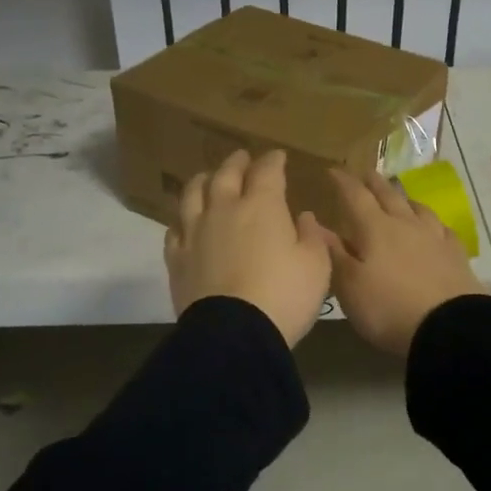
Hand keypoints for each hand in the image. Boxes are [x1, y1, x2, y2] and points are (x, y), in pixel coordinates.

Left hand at [165, 150, 332, 346]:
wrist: (234, 334)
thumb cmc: (284, 296)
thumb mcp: (316, 266)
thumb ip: (311, 236)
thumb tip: (303, 217)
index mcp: (262, 207)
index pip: (267, 172)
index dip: (273, 161)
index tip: (278, 156)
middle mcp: (224, 210)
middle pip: (226, 175)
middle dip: (236, 163)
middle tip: (242, 157)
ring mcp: (196, 233)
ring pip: (193, 195)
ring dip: (202, 181)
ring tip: (207, 177)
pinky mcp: (177, 259)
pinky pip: (174, 230)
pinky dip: (181, 220)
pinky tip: (184, 222)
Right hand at [323, 167, 484, 356]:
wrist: (448, 327)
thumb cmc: (388, 307)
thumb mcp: (350, 285)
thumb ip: (333, 252)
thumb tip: (315, 223)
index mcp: (375, 229)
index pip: (355, 196)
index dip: (343, 181)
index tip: (333, 170)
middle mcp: (405, 224)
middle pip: (388, 195)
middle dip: (374, 182)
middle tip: (365, 172)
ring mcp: (434, 237)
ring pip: (417, 208)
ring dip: (404, 198)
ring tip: (398, 195)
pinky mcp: (456, 254)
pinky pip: (442, 228)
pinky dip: (432, 222)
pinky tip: (433, 226)